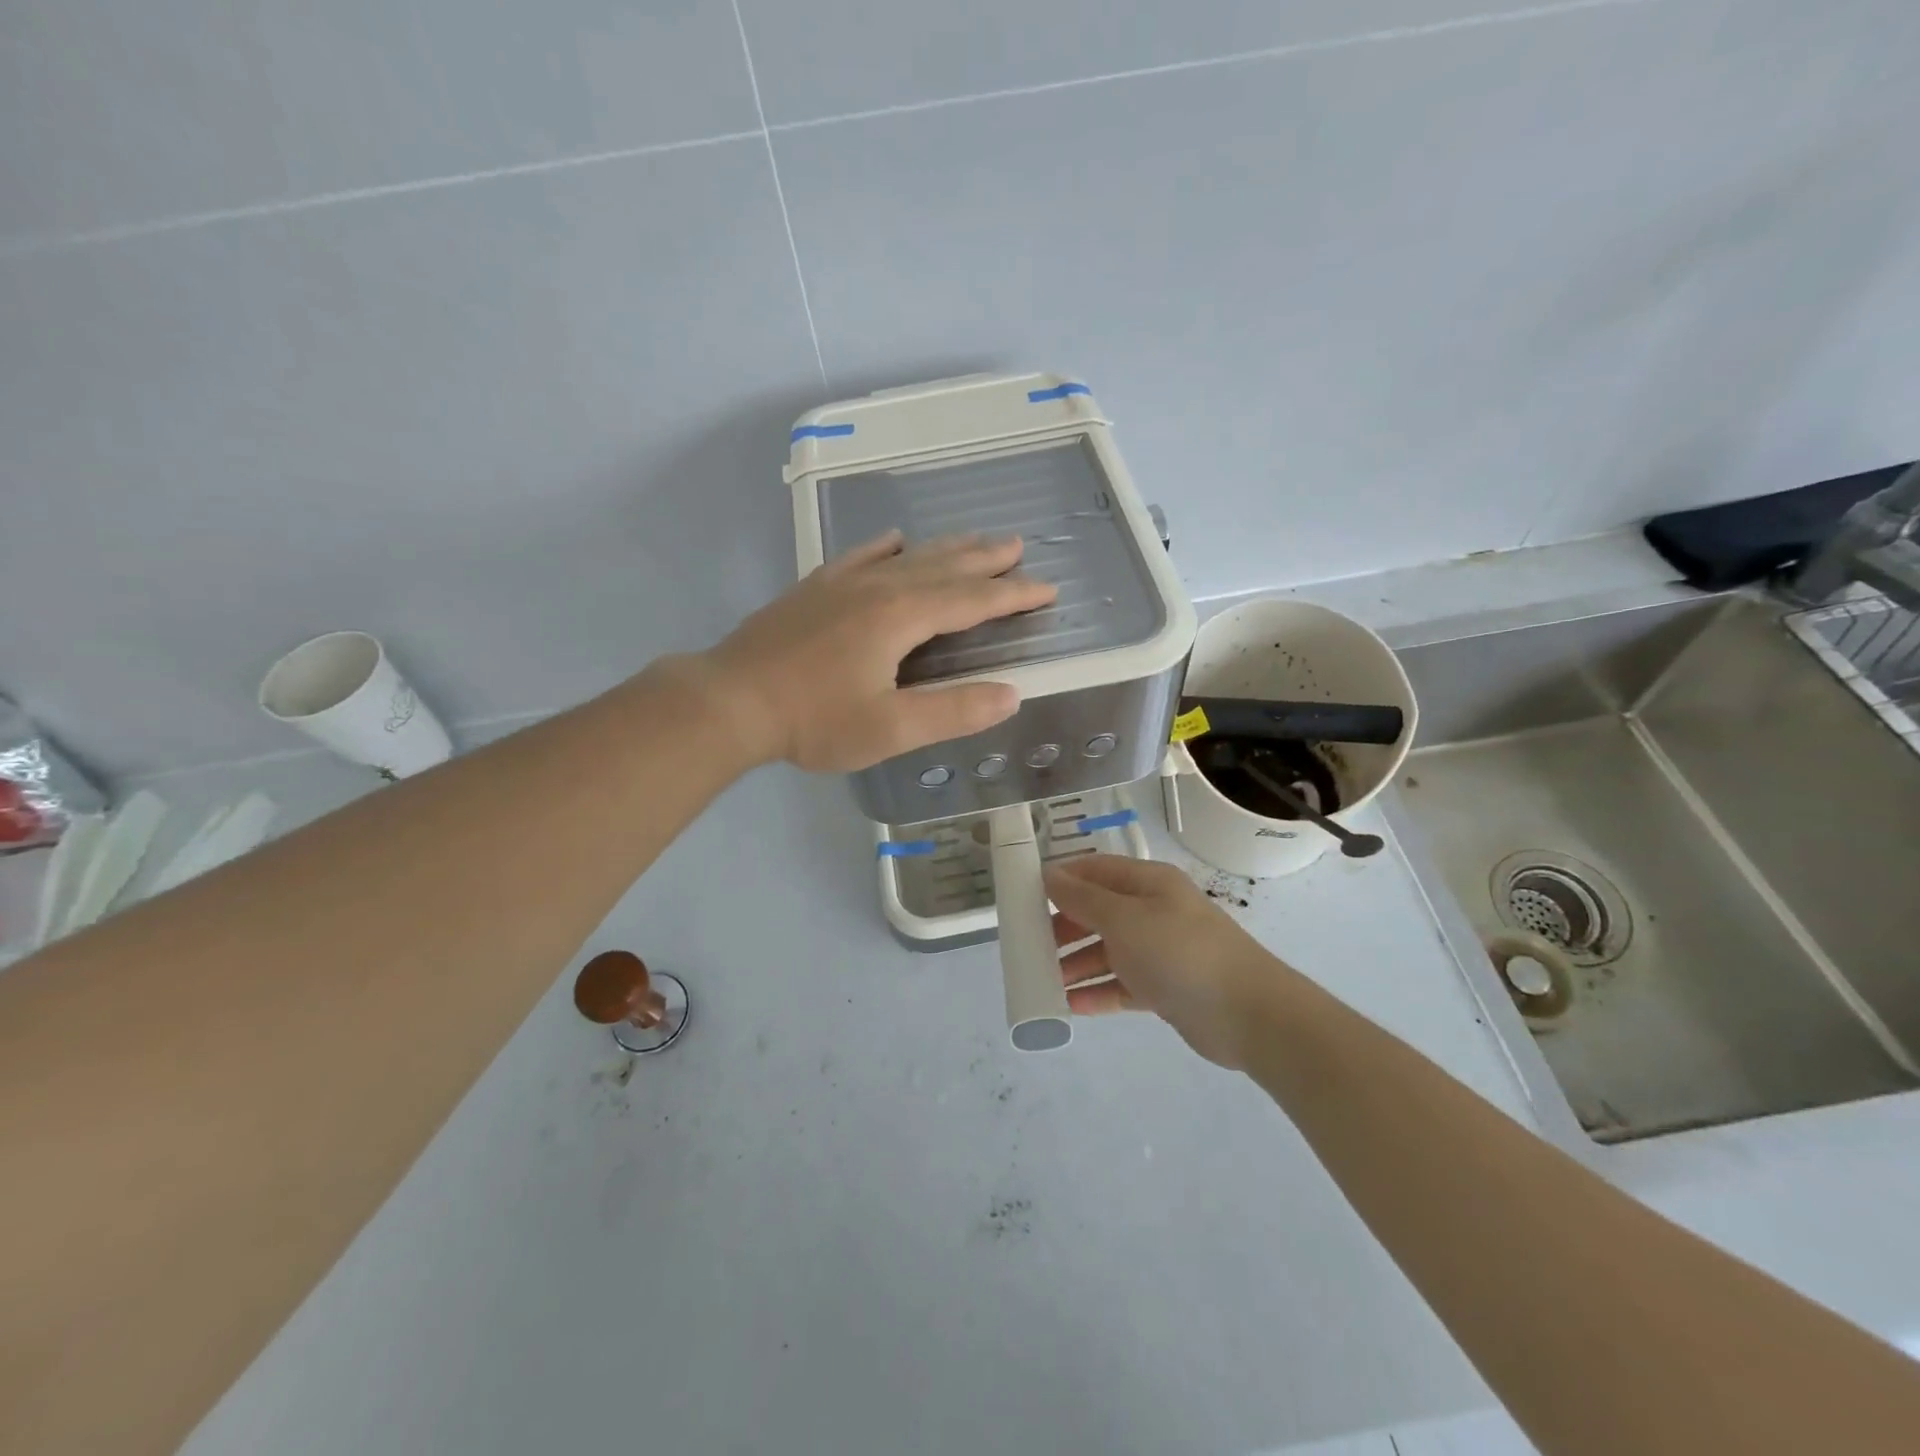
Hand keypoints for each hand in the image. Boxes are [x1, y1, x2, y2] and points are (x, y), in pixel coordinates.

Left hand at [699, 532, 1056, 771]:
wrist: (731, 700)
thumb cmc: (814, 720)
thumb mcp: (891, 729)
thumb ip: (953, 710)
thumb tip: (1011, 694)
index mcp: (902, 617)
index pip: (972, 601)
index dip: (1012, 596)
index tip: (1047, 588)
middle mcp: (878, 588)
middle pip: (944, 567)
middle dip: (986, 560)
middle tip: (1017, 546)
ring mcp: (843, 584)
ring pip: (908, 557)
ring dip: (946, 549)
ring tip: (974, 539)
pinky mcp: (815, 589)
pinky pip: (861, 556)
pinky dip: (885, 547)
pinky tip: (894, 539)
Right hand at [1044, 856, 1286, 1068]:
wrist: (1248, 1013)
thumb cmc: (1179, 952)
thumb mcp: (1124, 919)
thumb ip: (1083, 898)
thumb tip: (1048, 874)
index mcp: (1147, 883)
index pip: (1094, 871)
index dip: (1060, 880)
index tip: (1024, 896)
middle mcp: (1153, 911)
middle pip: (1098, 912)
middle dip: (1063, 927)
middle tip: (1029, 945)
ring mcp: (1160, 950)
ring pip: (1107, 951)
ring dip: (1076, 963)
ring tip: (1043, 980)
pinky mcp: (1165, 988)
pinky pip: (1122, 985)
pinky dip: (1097, 992)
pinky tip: (1069, 1006)